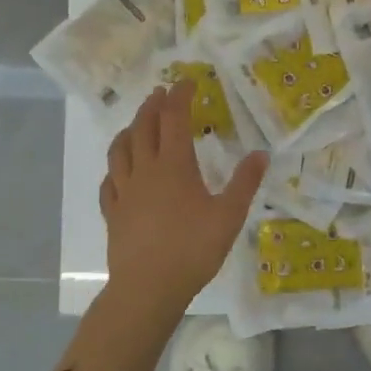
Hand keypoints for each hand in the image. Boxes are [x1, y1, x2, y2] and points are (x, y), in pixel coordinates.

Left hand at [98, 82, 267, 319]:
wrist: (148, 288)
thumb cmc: (192, 250)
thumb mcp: (229, 216)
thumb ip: (245, 183)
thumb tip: (261, 154)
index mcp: (174, 166)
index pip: (174, 119)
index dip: (180, 97)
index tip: (186, 82)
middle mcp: (145, 171)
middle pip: (144, 128)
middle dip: (153, 106)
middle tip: (161, 94)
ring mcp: (124, 191)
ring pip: (120, 150)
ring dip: (129, 130)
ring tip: (136, 125)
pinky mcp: (113, 213)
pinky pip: (108, 181)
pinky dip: (114, 168)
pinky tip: (118, 172)